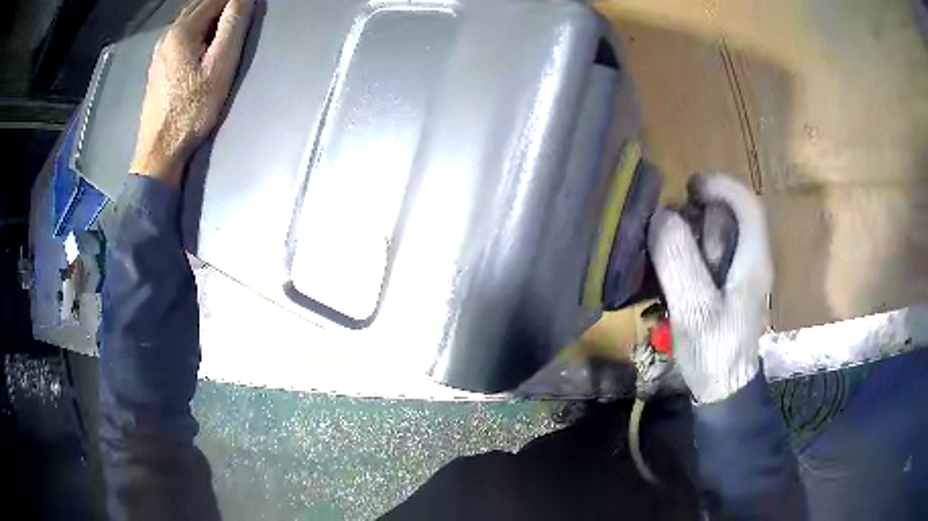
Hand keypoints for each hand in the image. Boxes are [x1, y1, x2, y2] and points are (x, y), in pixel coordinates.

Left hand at [131, 0, 254, 185]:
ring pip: (188, 17)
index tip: (250, 6)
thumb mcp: (220, 67)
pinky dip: (196, 26)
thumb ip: (232, 26)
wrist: (159, 151)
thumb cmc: (192, 111)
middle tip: (240, 13)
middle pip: (199, 4)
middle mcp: (167, 34)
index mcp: (183, 30)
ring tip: (226, 23)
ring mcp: (159, 49)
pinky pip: (179, 32)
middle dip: (222, 2)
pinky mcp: (158, 64)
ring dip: (209, 13)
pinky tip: (203, 39)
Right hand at [647, 174, 772, 402]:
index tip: (689, 189)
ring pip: (717, 232)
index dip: (720, 186)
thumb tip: (661, 216)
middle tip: (669, 236)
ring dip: (689, 234)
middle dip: (698, 215)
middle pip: (729, 215)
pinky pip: (709, 253)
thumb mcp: (694, 311)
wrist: (723, 389)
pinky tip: (671, 271)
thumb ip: (679, 262)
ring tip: (666, 258)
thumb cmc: (714, 354)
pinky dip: (689, 251)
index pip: (747, 204)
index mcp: (753, 261)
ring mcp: (740, 273)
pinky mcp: (728, 285)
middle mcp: (752, 259)